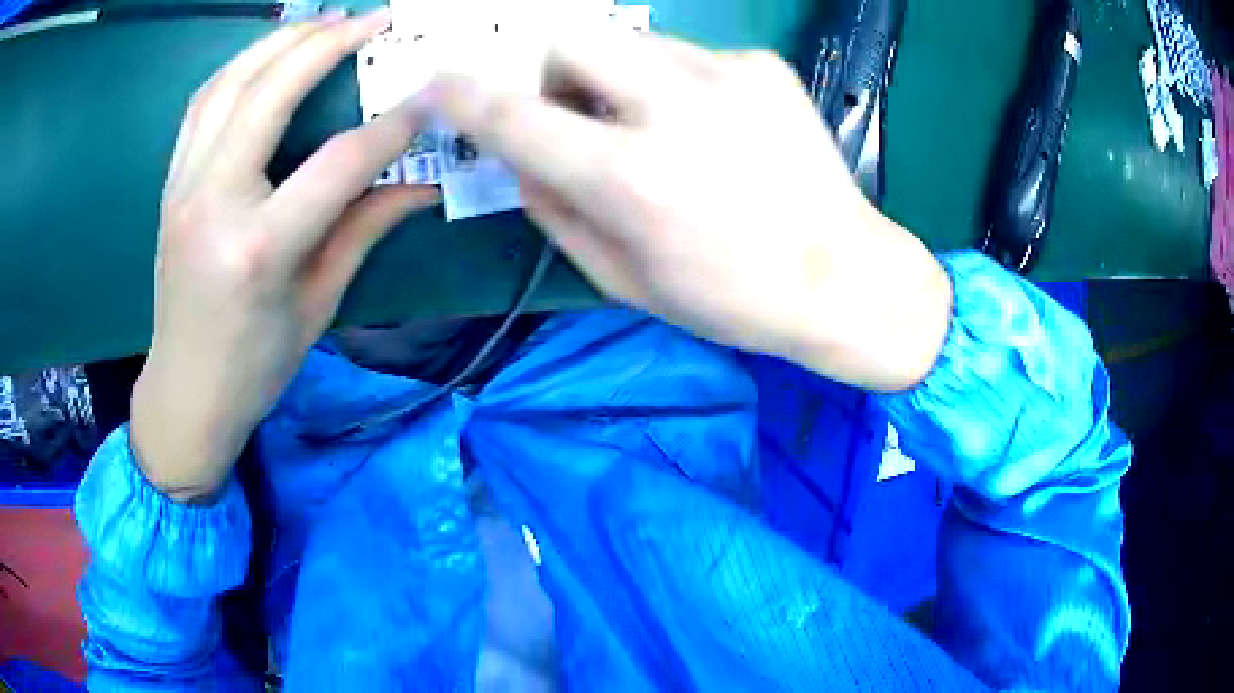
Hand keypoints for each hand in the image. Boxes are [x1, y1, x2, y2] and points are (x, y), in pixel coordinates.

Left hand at [131, 9, 438, 501]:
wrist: (184, 392)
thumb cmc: (254, 365)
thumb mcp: (318, 304)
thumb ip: (365, 229)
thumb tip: (423, 182)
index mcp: (259, 248)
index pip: (339, 162)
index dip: (395, 125)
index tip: (432, 97)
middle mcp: (213, 203)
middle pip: (270, 93)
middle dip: (328, 44)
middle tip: (375, 19)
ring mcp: (183, 188)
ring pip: (228, 85)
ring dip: (279, 42)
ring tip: (324, 21)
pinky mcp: (170, 184)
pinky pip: (202, 105)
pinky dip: (238, 67)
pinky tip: (267, 55)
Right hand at [429, 33, 950, 391]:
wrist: (845, 278)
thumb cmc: (732, 299)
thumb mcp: (625, 281)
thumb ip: (556, 213)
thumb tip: (520, 161)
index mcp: (631, 180)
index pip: (517, 120)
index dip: (464, 99)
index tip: (436, 84)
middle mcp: (674, 110)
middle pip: (571, 38)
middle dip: (554, 72)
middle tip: (580, 115)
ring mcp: (727, 76)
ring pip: (630, 42)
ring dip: (618, 78)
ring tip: (660, 128)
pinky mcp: (763, 66)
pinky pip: (687, 55)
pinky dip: (677, 84)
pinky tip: (715, 128)